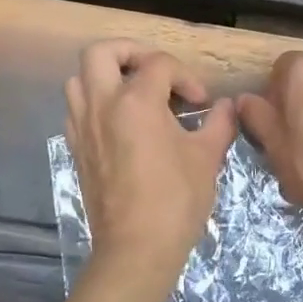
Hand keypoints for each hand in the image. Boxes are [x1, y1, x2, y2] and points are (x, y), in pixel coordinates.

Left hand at [64, 40, 237, 289]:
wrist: (136, 248)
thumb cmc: (176, 200)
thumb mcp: (207, 158)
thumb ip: (219, 123)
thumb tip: (227, 106)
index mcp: (136, 102)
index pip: (159, 63)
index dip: (185, 75)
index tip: (200, 102)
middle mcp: (101, 105)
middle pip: (101, 52)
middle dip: (130, 52)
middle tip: (154, 71)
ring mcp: (82, 127)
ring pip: (79, 79)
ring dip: (106, 76)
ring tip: (134, 94)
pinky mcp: (75, 149)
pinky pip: (76, 110)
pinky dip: (94, 104)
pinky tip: (120, 123)